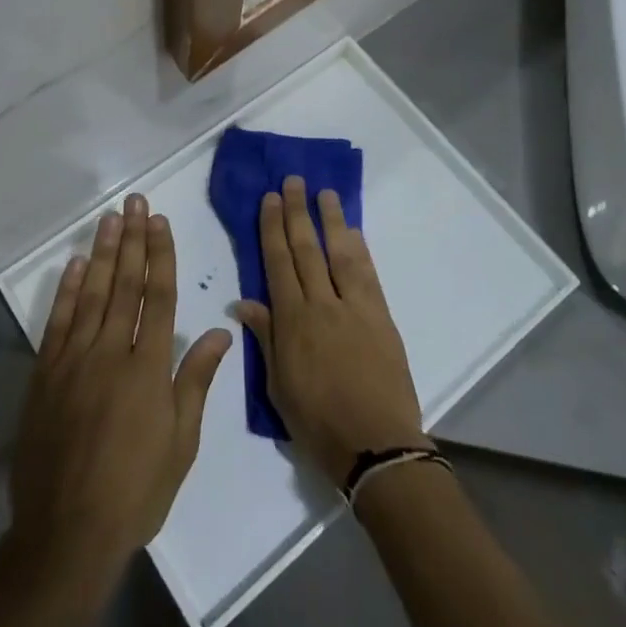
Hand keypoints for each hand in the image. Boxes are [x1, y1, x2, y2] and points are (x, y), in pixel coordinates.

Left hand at [8, 195, 232, 595]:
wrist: (66, 533)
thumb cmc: (135, 491)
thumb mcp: (181, 443)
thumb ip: (196, 380)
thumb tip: (220, 330)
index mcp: (148, 368)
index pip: (158, 296)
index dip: (160, 255)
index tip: (159, 222)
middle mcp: (110, 352)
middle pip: (124, 284)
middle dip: (132, 239)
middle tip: (135, 202)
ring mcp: (73, 360)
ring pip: (91, 294)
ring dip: (101, 253)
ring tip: (110, 219)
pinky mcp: (45, 375)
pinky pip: (57, 322)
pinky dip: (66, 290)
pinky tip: (73, 265)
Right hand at [234, 175, 427, 487]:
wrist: (377, 445)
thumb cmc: (319, 423)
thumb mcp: (279, 387)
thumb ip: (266, 338)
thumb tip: (245, 302)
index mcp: (293, 321)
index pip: (279, 263)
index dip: (272, 228)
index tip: (270, 199)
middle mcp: (322, 304)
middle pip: (306, 249)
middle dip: (297, 212)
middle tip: (293, 181)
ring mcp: (355, 307)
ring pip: (339, 253)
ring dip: (331, 220)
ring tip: (324, 192)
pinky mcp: (381, 316)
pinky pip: (367, 274)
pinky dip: (359, 249)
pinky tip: (352, 231)